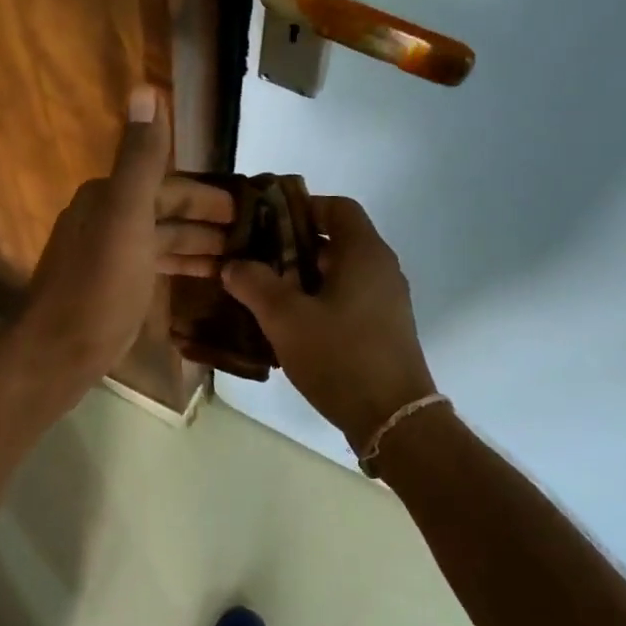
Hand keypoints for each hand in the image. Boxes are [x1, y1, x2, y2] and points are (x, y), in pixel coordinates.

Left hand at [10, 87, 235, 392]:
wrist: (58, 350)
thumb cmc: (100, 284)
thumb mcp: (126, 216)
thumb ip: (141, 158)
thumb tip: (145, 88)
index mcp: (109, 197)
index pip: (168, 183)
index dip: (209, 194)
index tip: (250, 205)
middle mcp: (106, 218)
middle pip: (167, 210)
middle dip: (208, 220)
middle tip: (254, 236)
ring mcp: (109, 255)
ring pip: (162, 239)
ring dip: (199, 244)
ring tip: (240, 258)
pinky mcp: (113, 287)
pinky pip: (154, 265)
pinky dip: (181, 265)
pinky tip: (206, 277)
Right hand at [220, 196, 437, 452]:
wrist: (392, 418)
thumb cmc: (340, 356)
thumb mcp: (285, 318)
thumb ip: (254, 284)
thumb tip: (233, 265)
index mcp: (364, 253)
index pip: (337, 207)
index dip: (301, 207)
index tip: (266, 223)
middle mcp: (381, 269)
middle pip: (336, 240)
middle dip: (293, 246)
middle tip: (255, 260)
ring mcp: (386, 300)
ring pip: (340, 273)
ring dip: (303, 277)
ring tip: (264, 293)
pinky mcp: (384, 328)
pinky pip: (347, 299)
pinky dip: (319, 301)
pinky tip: (290, 325)